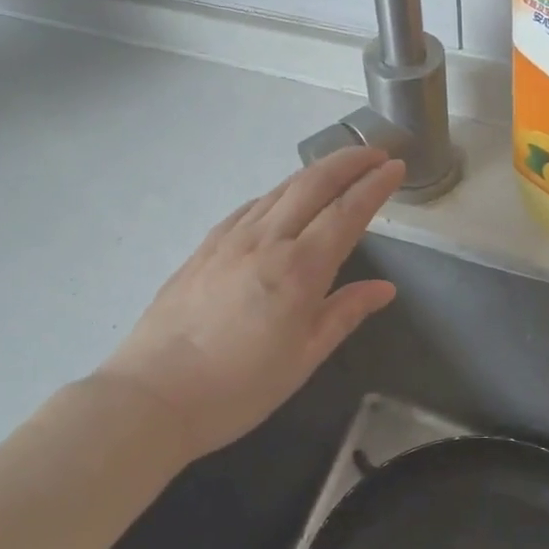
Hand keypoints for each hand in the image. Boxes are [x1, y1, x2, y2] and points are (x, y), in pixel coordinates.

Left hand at [99, 148, 404, 462]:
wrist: (152, 396)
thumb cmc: (238, 388)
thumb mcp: (303, 358)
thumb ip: (345, 314)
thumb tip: (384, 289)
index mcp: (299, 270)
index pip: (346, 213)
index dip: (374, 186)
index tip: (396, 167)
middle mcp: (266, 241)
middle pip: (313, 185)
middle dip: (349, 162)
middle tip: (376, 153)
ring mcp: (230, 240)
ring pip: (280, 190)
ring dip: (315, 172)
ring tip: (338, 168)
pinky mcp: (205, 247)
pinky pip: (250, 207)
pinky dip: (278, 193)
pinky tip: (282, 199)